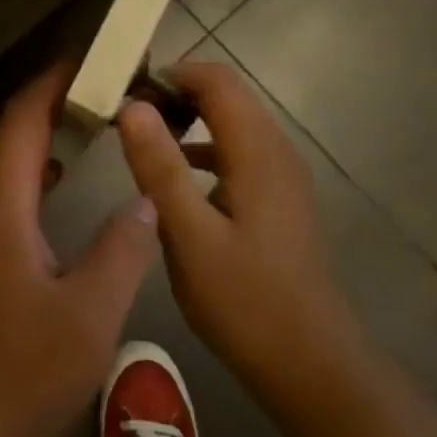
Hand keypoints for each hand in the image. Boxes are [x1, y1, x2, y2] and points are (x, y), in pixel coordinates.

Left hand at [0, 67, 158, 436]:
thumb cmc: (20, 373)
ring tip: (86, 126)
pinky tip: (57, 188)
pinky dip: (29, 176)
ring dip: (38, 139)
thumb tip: (146, 201)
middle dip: (48, 105)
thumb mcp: (90, 311)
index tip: (90, 62)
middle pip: (8, 136)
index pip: (22, 120)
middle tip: (100, 90)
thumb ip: (122, 248)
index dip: (52, 84)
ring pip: (1, 167)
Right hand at [116, 62, 355, 412]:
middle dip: (177, 94)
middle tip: (127, 116)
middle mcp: (276, 152)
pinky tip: (174, 181)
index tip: (127, 91)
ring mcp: (281, 177)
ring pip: (232, 124)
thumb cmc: (244, 300)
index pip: (217, 80)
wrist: (309, 363)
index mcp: (257, 152)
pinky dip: (203, 149)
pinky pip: (237, 154)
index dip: (172, 73)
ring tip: (142, 141)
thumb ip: (159, 167)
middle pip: (227, 95)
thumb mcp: (189, 235)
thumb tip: (132, 106)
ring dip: (189, 120)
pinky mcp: (278, 200)